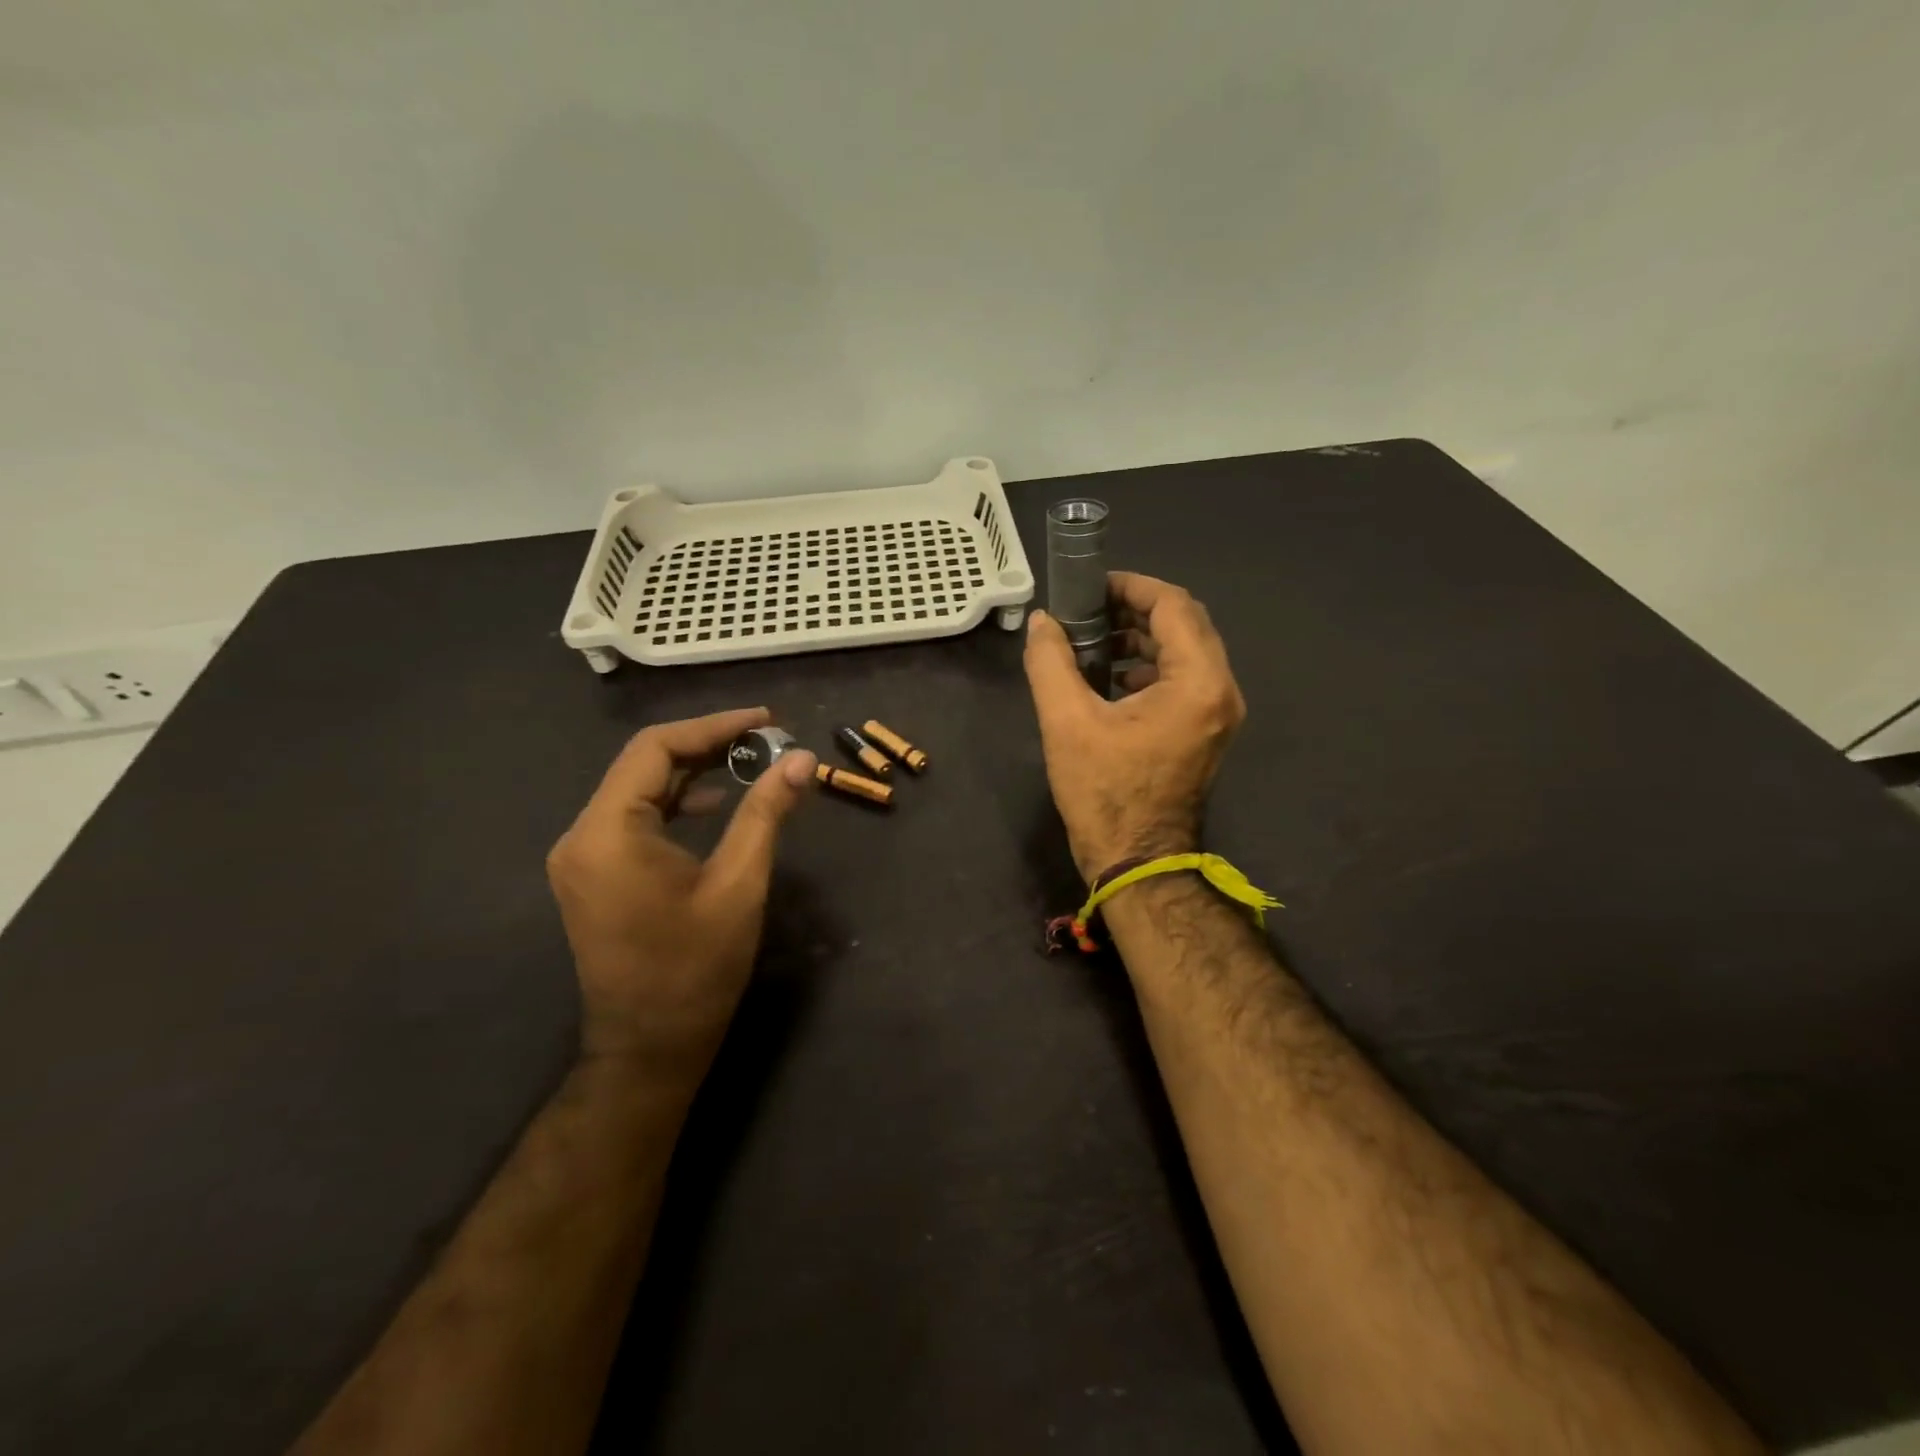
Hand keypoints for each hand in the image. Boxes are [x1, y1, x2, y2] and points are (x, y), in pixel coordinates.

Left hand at [547, 708, 815, 1086]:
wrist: (650, 1047)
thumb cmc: (696, 968)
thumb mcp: (740, 884)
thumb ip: (766, 812)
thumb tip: (800, 759)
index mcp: (608, 832)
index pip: (656, 748)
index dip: (714, 726)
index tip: (766, 720)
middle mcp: (582, 836)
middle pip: (645, 764)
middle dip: (708, 745)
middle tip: (766, 739)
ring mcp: (583, 857)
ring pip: (641, 790)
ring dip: (695, 772)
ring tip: (750, 762)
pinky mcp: (595, 875)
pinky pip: (635, 818)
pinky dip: (678, 803)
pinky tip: (717, 805)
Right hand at [1024, 573, 1245, 879]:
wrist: (1136, 862)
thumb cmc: (1104, 793)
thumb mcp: (1066, 722)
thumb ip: (1050, 662)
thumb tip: (1041, 622)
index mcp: (1197, 683)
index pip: (1173, 606)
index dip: (1131, 586)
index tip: (1089, 587)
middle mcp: (1220, 691)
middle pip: (1185, 624)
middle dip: (1135, 609)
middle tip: (1087, 610)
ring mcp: (1217, 713)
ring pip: (1186, 651)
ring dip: (1141, 637)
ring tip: (1093, 642)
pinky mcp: (1205, 731)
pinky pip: (1184, 679)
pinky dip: (1149, 666)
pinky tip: (1110, 678)